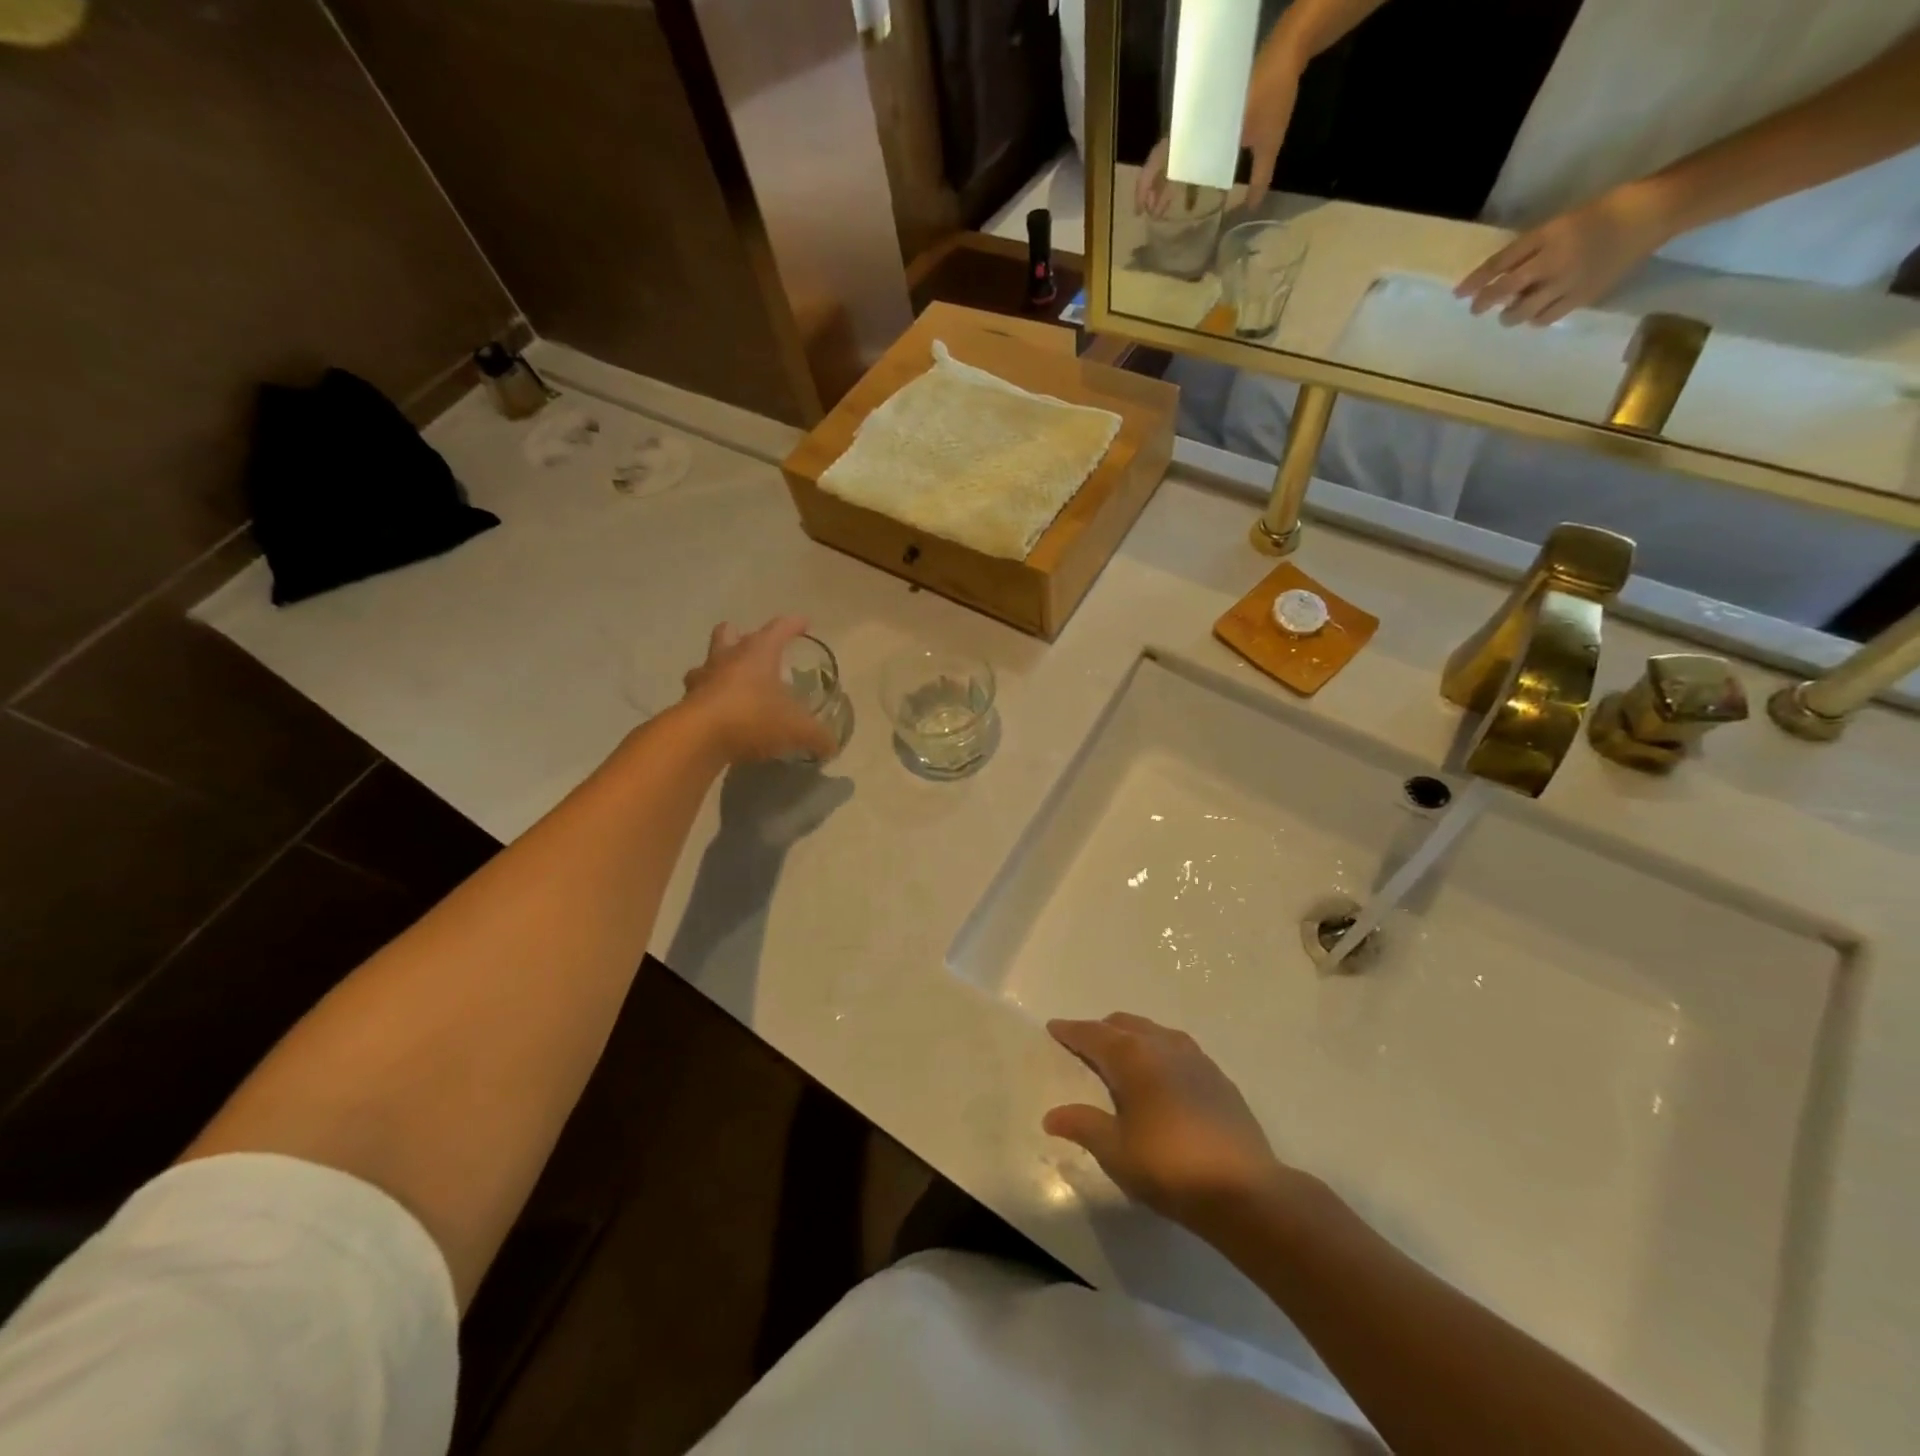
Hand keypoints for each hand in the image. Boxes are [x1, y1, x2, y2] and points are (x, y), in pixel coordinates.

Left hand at [679, 617, 838, 765]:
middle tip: (751, 643)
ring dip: (719, 667)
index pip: (779, 629)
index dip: (793, 625)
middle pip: (729, 634)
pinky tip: (720, 713)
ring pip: (708, 662)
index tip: (804, 623)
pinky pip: (699, 694)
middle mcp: (727, 658)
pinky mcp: (686, 704)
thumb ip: (817, 736)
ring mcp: (702, 679)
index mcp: (758, 653)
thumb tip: (832, 746)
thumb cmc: (753, 717)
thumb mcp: (797, 729)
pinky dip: (710, 699)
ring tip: (731, 680)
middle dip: (739, 635)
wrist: (698, 738)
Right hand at [1043, 1014, 1286, 1230]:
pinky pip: (1178, 1049)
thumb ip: (1083, 1126)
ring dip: (1133, 1036)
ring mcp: (1195, 1058)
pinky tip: (1162, 1076)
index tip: (1054, 1028)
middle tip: (1084, 1045)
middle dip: (1101, 1030)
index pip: (1093, 1034)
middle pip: (1124, 1025)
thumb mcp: (1116, 1152)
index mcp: (1133, 1056)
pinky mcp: (1218, 1077)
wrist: (1245, 1190)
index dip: (1071, 1031)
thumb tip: (1052, 1116)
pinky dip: (1159, 1051)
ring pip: (1154, 1032)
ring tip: (1122, 1056)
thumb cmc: (1169, 1167)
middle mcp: (1163, 1045)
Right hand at [1134, 52, 1299, 216]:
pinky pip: (1189, 148)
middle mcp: (1195, 126)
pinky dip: (1185, 170)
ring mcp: (1201, 121)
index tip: (1142, 210)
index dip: (1147, 185)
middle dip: (1152, 188)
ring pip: (1174, 155)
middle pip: (1163, 159)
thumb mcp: (1269, 142)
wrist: (1285, 54)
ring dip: (1167, 182)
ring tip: (1164, 208)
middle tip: (1149, 214)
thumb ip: (1260, 177)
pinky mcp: (1210, 118)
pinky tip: (1190, 190)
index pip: (1163, 160)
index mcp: (1201, 131)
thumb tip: (1252, 207)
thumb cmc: (1274, 96)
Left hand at [1455, 181, 1673, 325]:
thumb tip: (1503, 275)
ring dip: (1509, 315)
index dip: (1475, 280)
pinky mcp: (1582, 296)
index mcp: (1547, 235)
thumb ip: (1532, 248)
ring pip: (1521, 311)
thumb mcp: (1562, 223)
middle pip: (1504, 290)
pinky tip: (1536, 315)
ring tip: (1509, 313)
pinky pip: (1546, 318)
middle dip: (1485, 302)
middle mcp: (1552, 260)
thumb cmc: (1605, 211)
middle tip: (1478, 308)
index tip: (1458, 294)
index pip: (1500, 262)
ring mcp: (1567, 281)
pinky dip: (1535, 319)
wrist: (1653, 213)